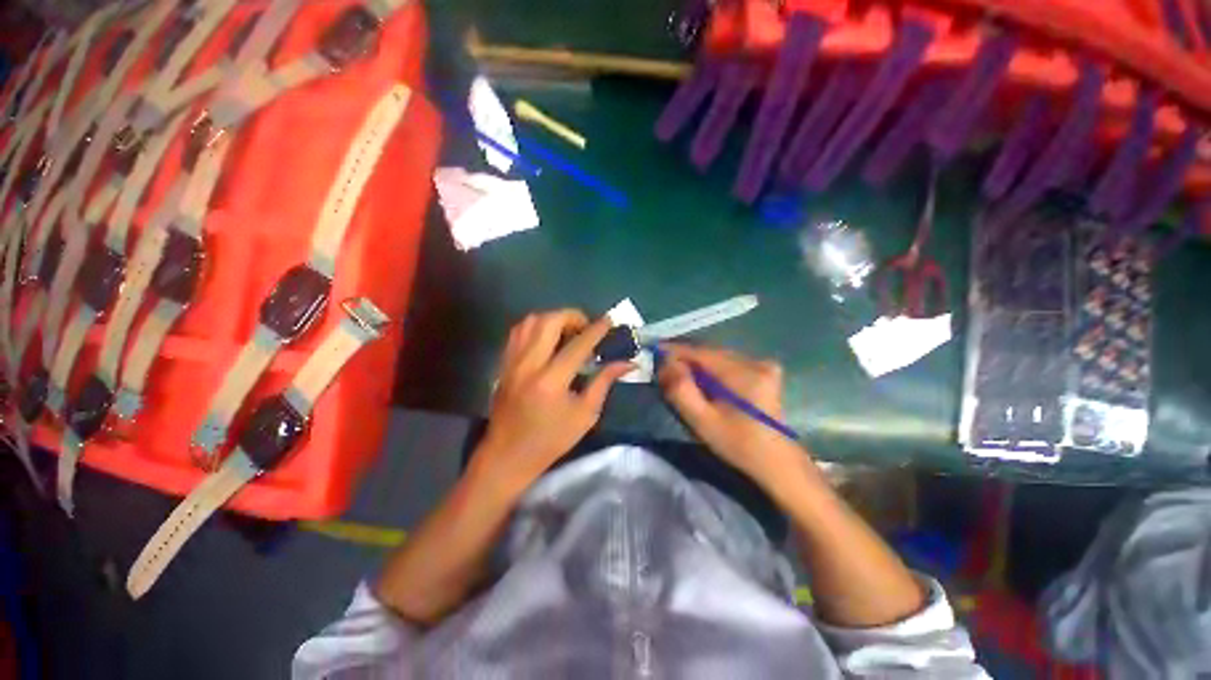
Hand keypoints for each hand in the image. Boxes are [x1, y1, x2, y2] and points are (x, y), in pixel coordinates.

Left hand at [471, 310, 631, 496]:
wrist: (508, 455)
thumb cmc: (551, 440)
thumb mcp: (585, 414)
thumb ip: (604, 382)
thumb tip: (627, 363)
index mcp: (551, 381)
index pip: (578, 345)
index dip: (596, 330)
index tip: (608, 320)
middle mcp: (529, 365)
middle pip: (549, 322)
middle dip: (572, 316)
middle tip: (586, 326)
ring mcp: (512, 362)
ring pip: (530, 322)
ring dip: (553, 318)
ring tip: (568, 329)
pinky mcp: (504, 364)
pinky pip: (518, 332)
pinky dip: (536, 326)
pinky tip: (548, 337)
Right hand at [658, 344, 807, 492]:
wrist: (777, 463)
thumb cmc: (738, 445)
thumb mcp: (703, 421)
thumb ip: (680, 390)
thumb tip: (665, 363)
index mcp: (743, 372)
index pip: (700, 352)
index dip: (674, 351)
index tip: (653, 354)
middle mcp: (755, 361)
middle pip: (709, 352)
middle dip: (685, 359)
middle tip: (664, 371)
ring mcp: (762, 365)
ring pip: (717, 357)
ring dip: (697, 365)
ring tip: (680, 377)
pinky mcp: (764, 371)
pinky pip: (728, 363)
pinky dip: (711, 370)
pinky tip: (703, 383)